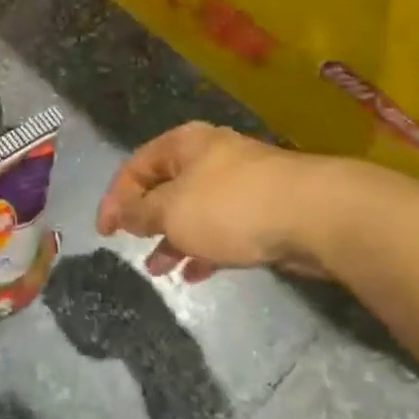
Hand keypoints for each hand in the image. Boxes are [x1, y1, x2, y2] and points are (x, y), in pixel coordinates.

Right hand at [96, 123, 327, 283]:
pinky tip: (196, 274)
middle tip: (133, 246)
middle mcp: (210, 156)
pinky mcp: (263, 210)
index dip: (115, 198)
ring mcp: (240, 183)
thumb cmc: (230, 206)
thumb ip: (142, 213)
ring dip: (174, 239)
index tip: (105, 232)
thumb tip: (123, 212)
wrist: (313, 215)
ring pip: (195, 211)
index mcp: (184, 144)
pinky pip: (223, 228)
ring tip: (161, 269)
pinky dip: (205, 248)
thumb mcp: (172, 211)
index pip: (136, 166)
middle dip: (147, 220)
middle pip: (166, 187)